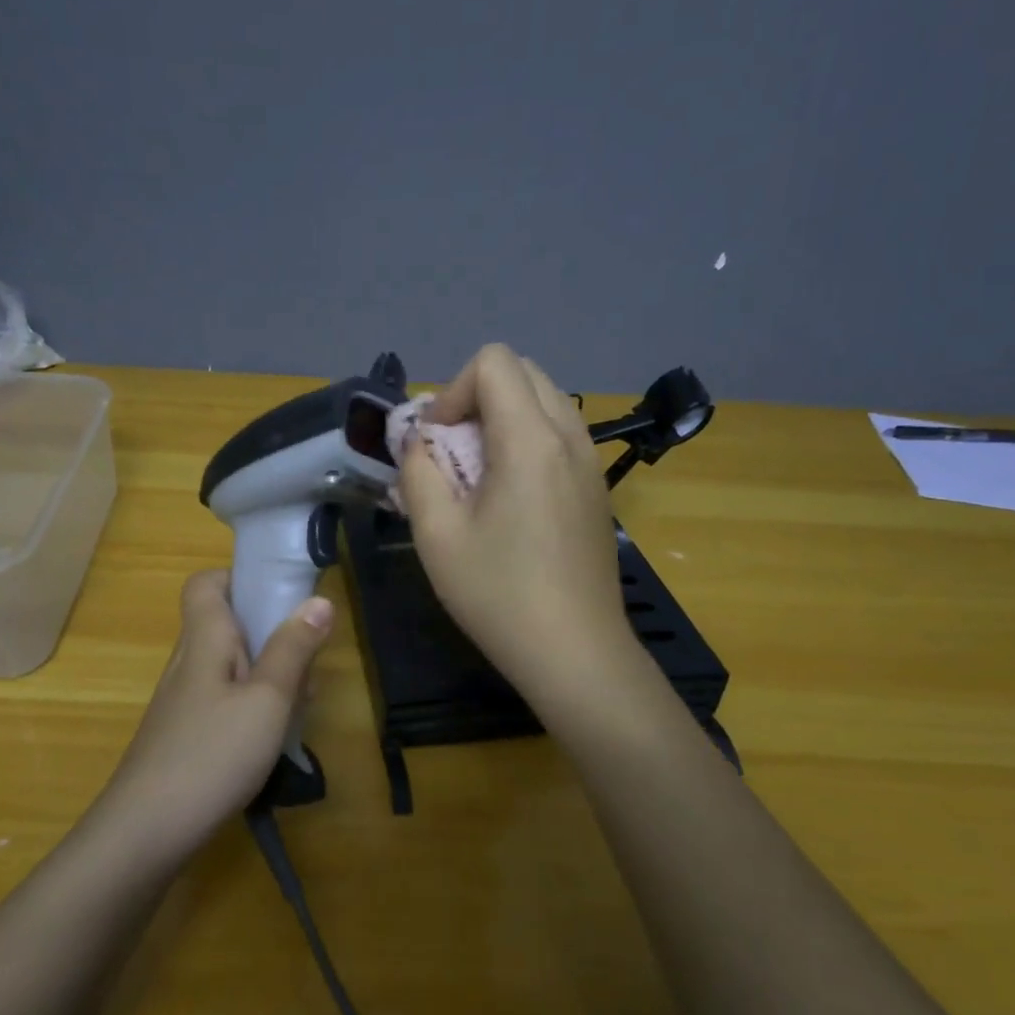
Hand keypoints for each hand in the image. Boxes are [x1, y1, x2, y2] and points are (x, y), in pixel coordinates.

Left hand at [96, 570, 333, 855]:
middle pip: (226, 624)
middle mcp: (189, 662)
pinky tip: (273, 737)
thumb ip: (293, 649)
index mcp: (204, 640)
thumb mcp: (267, 700)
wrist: (145, 833)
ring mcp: (183, 701)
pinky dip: (252, 704)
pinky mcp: (185, 734)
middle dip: (271, 632)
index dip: (239, 577)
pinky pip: (224, 699)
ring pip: (230, 665)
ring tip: (300, 702)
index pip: (205, 583)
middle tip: (308, 660)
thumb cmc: (211, 754)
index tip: (281, 595)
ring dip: (267, 672)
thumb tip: (319, 600)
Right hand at [397, 344, 635, 702]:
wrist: (575, 652)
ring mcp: (590, 462)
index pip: (494, 362)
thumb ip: (417, 472)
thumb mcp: (436, 535)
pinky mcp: (597, 488)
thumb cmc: (499, 594)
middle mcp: (570, 437)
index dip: (452, 392)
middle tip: (452, 452)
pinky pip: (560, 435)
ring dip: (503, 419)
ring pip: (545, 402)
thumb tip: (419, 444)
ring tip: (479, 474)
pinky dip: (527, 441)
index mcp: (531, 439)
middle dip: (477, 398)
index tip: (436, 442)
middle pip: (523, 373)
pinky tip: (510, 497)